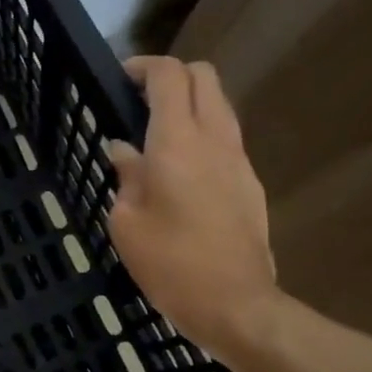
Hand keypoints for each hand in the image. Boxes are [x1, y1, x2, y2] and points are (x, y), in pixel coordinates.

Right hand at [107, 57, 280, 358]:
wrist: (235, 304)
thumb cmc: (169, 264)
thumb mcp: (127, 222)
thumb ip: (126, 177)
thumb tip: (124, 151)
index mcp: (177, 143)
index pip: (169, 77)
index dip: (144, 67)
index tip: (121, 78)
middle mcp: (214, 140)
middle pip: (204, 77)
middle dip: (173, 76)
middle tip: (140, 100)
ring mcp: (239, 160)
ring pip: (220, 106)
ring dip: (190, 104)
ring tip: (158, 133)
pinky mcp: (251, 183)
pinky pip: (226, 139)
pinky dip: (203, 134)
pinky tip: (180, 170)